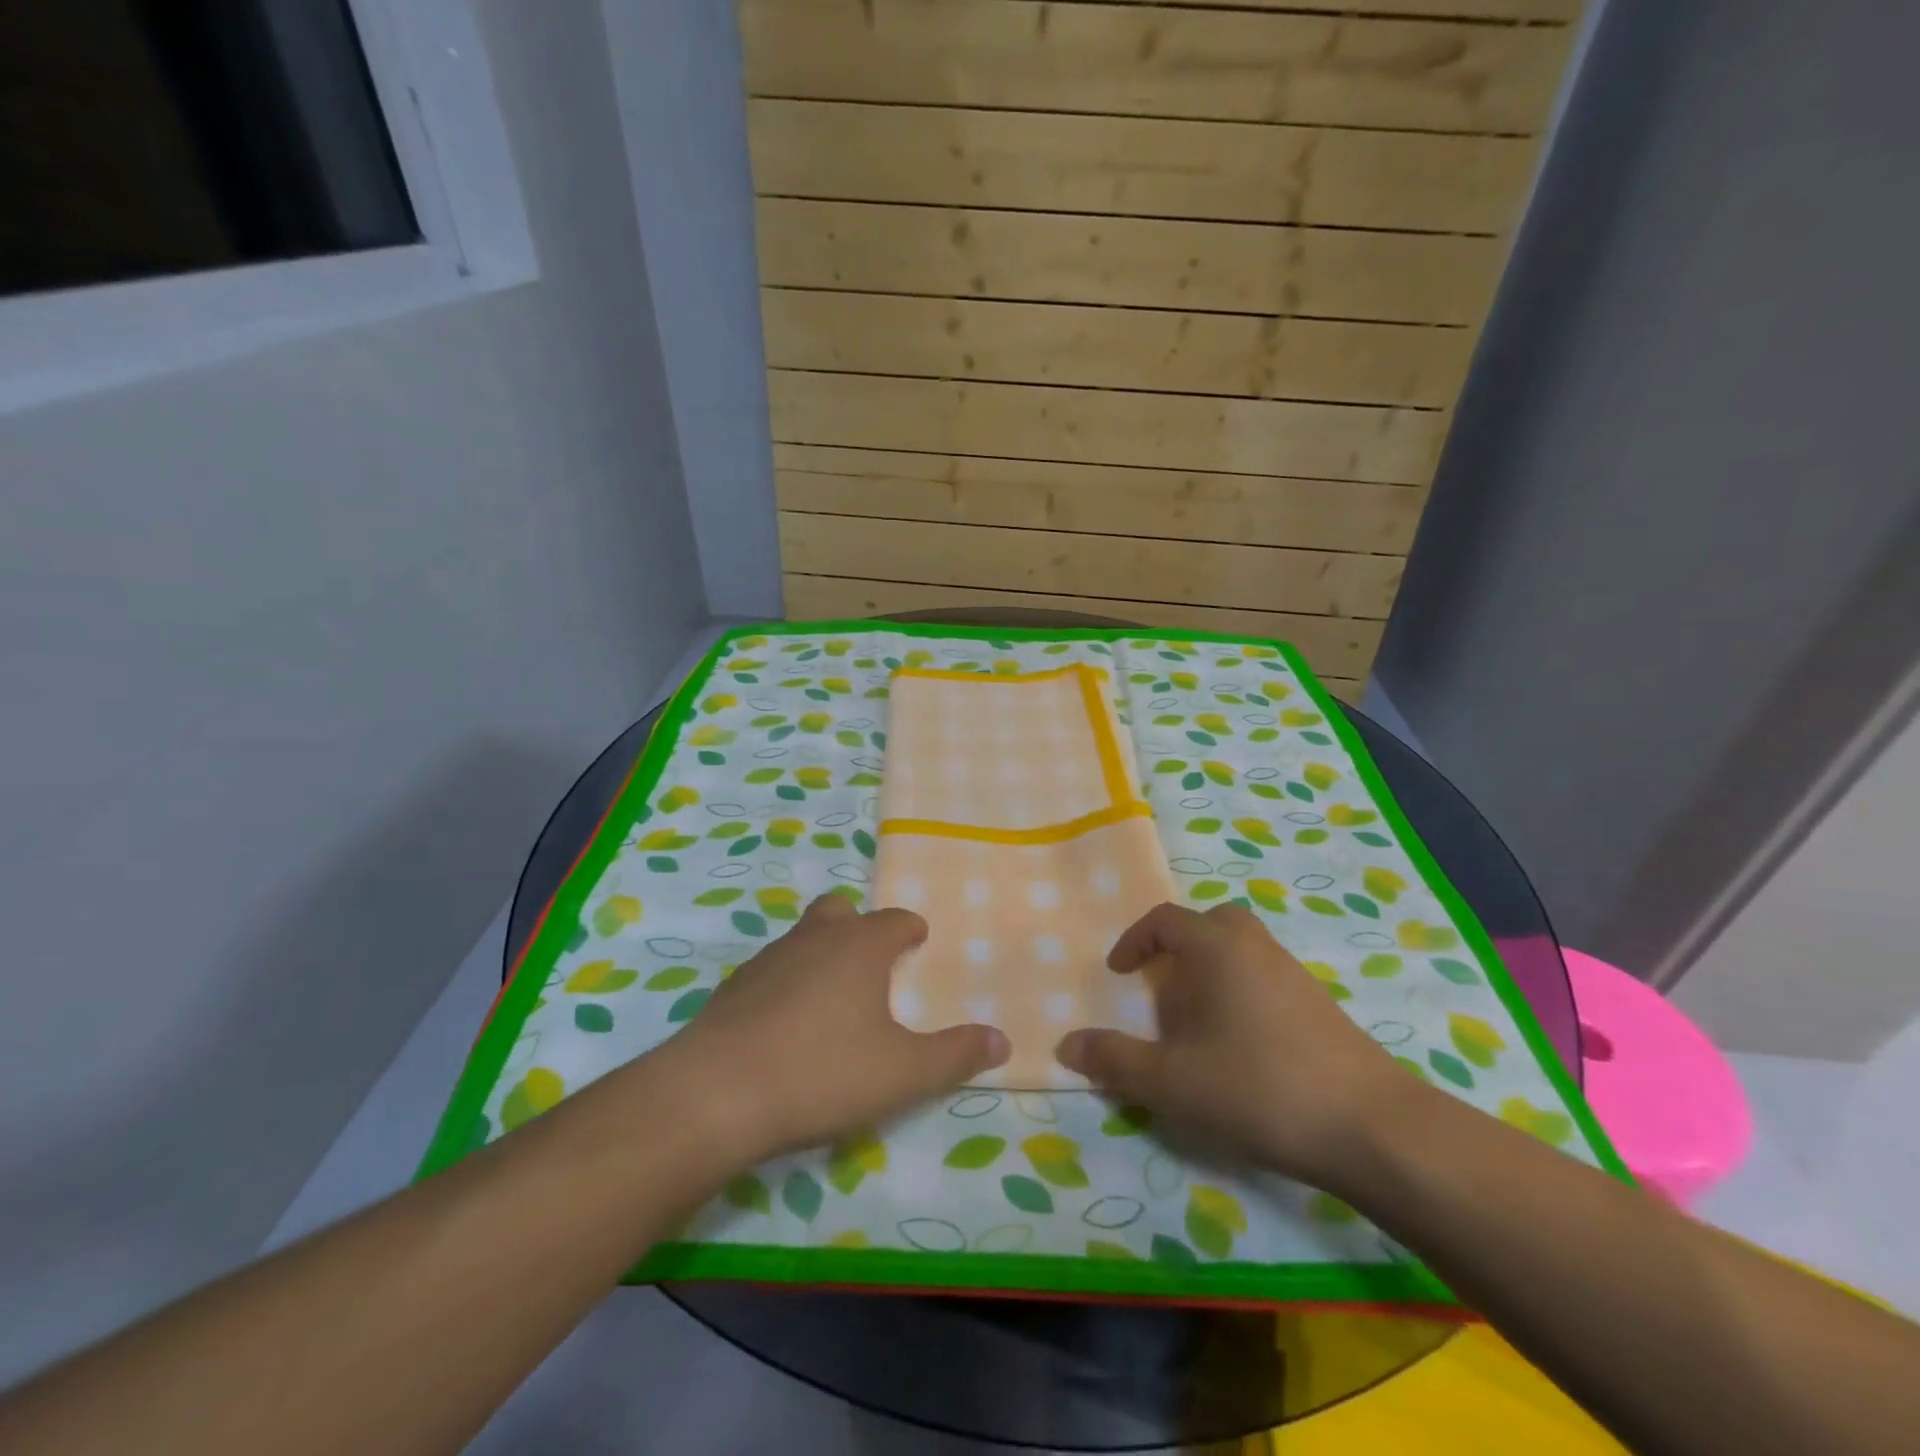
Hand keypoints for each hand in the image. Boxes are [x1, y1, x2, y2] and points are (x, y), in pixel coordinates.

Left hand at [655, 893, 1009, 1163]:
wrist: (715, 1094)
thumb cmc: (822, 1072)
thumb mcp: (903, 1073)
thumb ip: (955, 1055)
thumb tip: (1002, 1041)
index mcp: (859, 947)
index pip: (893, 920)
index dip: (909, 928)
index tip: (918, 939)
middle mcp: (813, 939)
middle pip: (840, 911)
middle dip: (858, 926)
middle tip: (872, 961)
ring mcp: (767, 960)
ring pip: (802, 937)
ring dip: (821, 953)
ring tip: (832, 996)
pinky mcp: (732, 989)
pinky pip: (771, 971)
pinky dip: (786, 983)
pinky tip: (787, 1025)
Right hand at [1056, 902, 1414, 1190]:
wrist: (1372, 1127)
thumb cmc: (1258, 1087)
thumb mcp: (1171, 1081)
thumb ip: (1114, 1060)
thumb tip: (1066, 1045)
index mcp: (1216, 946)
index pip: (1164, 920)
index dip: (1133, 942)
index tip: (1118, 973)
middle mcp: (1255, 945)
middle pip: (1209, 924)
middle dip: (1178, 949)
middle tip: (1161, 988)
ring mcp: (1293, 973)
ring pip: (1240, 951)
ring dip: (1210, 973)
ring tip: (1195, 1025)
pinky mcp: (1320, 1005)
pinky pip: (1264, 977)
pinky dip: (1240, 993)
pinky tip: (1240, 1047)